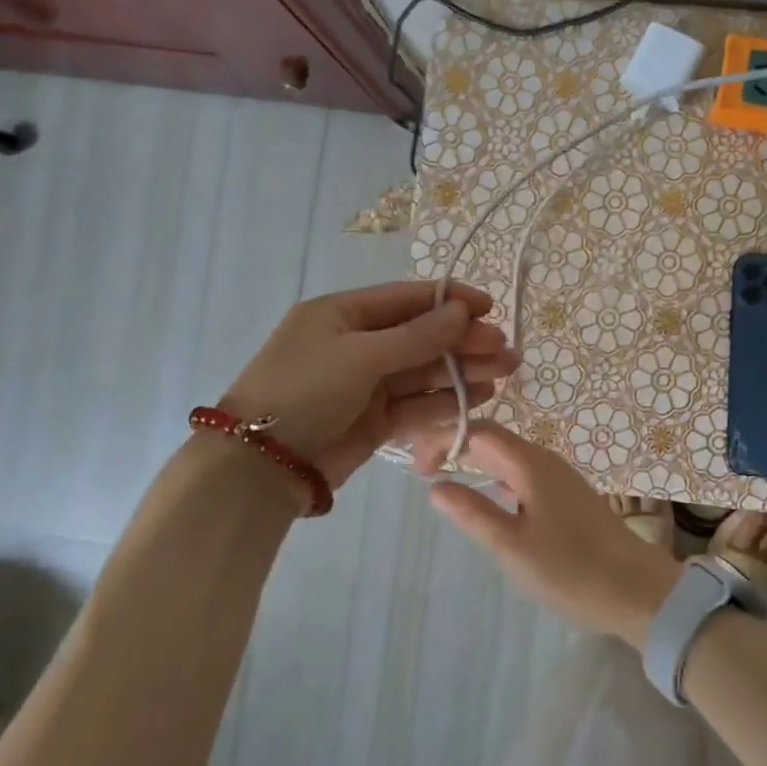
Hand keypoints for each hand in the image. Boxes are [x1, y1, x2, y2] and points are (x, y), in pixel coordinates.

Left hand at [223, 281, 518, 487]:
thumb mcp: (360, 356)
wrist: (261, 466)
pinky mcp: (375, 420)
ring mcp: (367, 384)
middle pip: (421, 336)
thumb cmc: (305, 391)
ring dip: (463, 370)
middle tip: (505, 349)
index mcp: (343, 314)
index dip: (450, 301)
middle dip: (464, 341)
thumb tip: (462, 312)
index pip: (406, 299)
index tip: (490, 307)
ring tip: (504, 372)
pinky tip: (481, 397)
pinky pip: (417, 404)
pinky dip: (447, 400)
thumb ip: (416, 337)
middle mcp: (357, 344)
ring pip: (424, 371)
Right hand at [416, 423, 678, 647]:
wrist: (636, 590)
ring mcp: (560, 477)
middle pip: (493, 438)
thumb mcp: (511, 547)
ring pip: (509, 456)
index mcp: (530, 463)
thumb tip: (435, 486)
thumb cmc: (570, 569)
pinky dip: (496, 477)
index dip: (443, 439)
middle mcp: (545, 460)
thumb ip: (472, 513)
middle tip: (423, 471)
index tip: (416, 467)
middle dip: (456, 445)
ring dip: (476, 461)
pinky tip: (489, 500)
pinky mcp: (568, 496)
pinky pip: (523, 473)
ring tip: (446, 481)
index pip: (478, 431)